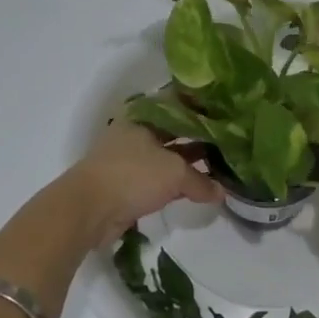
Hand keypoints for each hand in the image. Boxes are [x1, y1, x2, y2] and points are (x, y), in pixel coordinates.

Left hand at [62, 119, 220, 245]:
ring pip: (168, 158)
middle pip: (174, 134)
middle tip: (230, 146)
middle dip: (199, 141)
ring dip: (190, 165)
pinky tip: (199, 191)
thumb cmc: (132, 175)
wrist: (88, 208)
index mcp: (144, 118)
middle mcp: (136, 133)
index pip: (179, 109)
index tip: (228, 118)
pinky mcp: (128, 184)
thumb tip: (222, 192)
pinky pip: (159, 180)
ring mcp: (130, 159)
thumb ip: (200, 181)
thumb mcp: (174, 173)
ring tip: (221, 169)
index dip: (203, 113)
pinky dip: (177, 185)